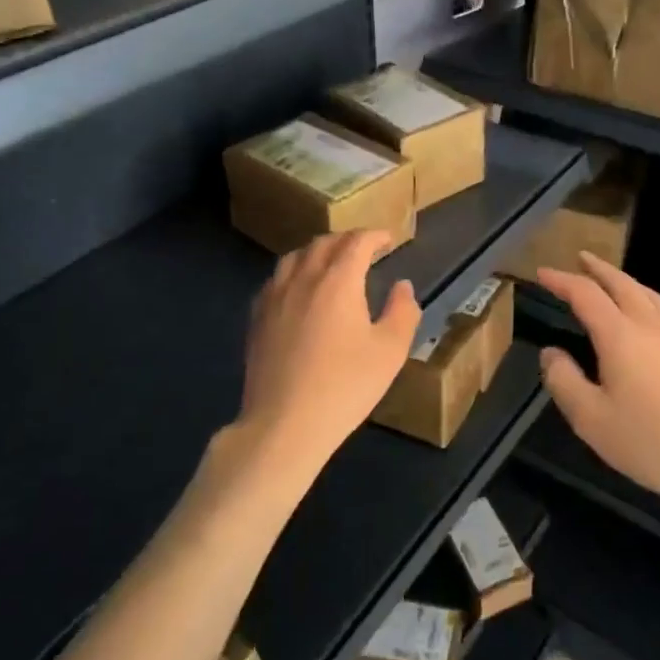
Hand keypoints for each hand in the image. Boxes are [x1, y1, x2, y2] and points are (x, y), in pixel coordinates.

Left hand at [229, 230, 420, 482]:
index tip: (388, 239)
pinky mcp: (257, 318)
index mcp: (338, 281)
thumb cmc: (345, 386)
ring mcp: (274, 297)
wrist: (285, 423)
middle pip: (323, 243)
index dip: (374, 236)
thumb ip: (402, 312)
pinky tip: (298, 290)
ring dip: (317, 252)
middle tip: (364, 249)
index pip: (356, 242)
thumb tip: (402, 286)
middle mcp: (303, 278)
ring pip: (294, 257)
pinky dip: (294, 273)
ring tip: (330, 263)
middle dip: (346, 240)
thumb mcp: (390, 352)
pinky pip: (275, 280)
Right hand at [537, 252, 659, 520]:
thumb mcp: (590, 419)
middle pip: (623, 284)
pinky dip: (647, 302)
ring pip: (651, 296)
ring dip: (626, 281)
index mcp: (621, 337)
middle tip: (581, 258)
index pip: (586, 295)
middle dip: (599, 268)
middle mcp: (652, 328)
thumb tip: (551, 352)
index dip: (562, 281)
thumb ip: (564, 381)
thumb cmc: (649, 443)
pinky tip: (647, 320)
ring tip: (613, 280)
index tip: (542, 273)